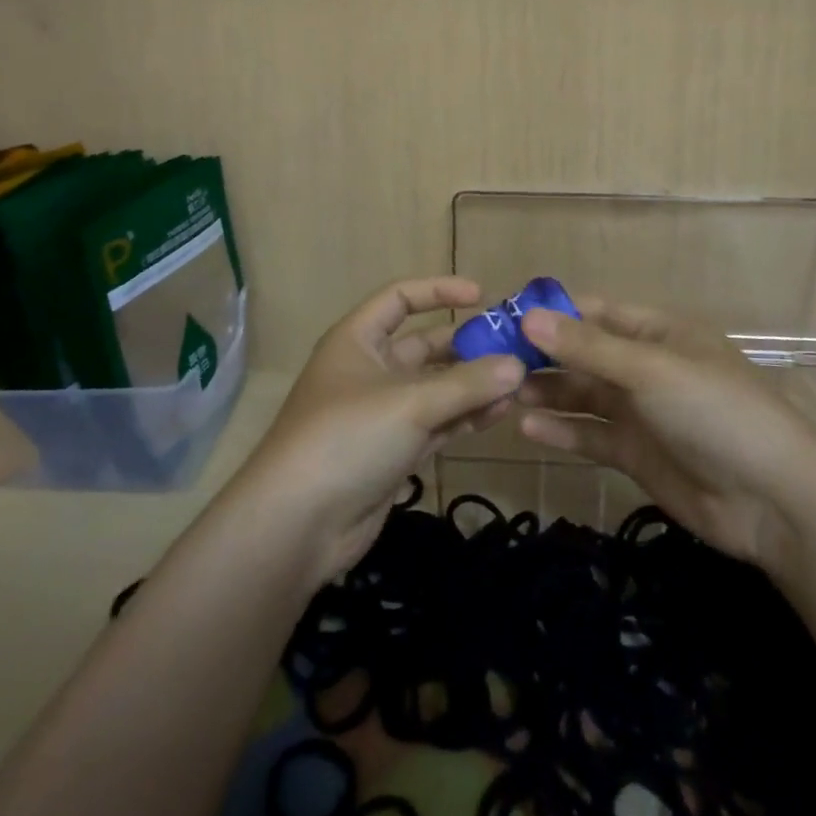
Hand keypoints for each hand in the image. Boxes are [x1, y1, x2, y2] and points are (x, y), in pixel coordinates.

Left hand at [237, 277, 525, 581]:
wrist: (297, 524)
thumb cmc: (348, 438)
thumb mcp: (410, 403)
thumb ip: (467, 384)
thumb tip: (517, 365)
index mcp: (357, 339)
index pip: (399, 298)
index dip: (438, 291)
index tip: (482, 296)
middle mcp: (369, 369)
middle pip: (423, 346)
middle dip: (466, 346)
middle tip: (514, 348)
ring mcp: (381, 413)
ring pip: (434, 388)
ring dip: (472, 385)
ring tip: (518, 384)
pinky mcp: (392, 451)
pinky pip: (435, 423)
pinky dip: (463, 417)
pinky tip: (498, 414)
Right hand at [515, 297, 815, 574]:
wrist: (773, 500)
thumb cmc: (715, 412)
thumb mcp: (649, 370)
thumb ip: (587, 347)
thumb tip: (527, 316)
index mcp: (657, 332)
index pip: (595, 312)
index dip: (552, 312)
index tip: (504, 317)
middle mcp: (645, 367)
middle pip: (583, 354)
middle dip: (542, 356)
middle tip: (491, 361)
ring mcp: (641, 412)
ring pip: (583, 394)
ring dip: (547, 392)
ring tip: (503, 394)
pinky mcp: (636, 454)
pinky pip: (591, 435)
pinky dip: (562, 430)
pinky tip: (528, 429)